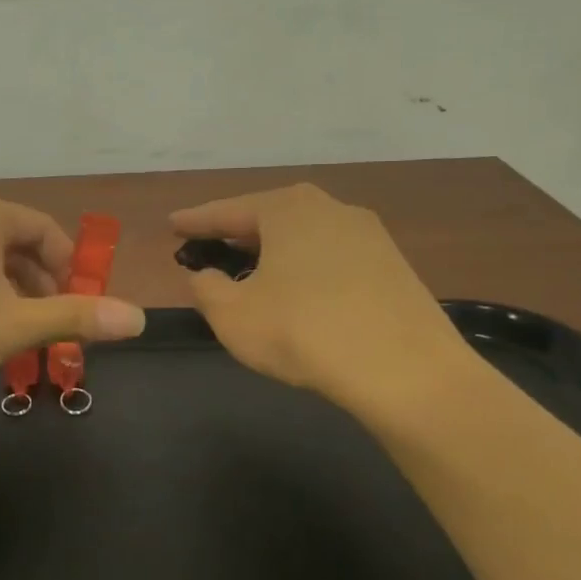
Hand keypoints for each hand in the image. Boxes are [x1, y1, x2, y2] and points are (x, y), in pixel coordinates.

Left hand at [0, 192, 146, 399]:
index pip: (47, 231)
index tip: (77, 308)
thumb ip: (76, 317)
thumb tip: (139, 317)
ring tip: (12, 335)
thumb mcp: (13, 326)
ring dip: (9, 293)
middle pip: (17, 243)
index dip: (71, 269)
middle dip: (40, 285)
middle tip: (47, 327)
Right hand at [171, 183, 479, 412]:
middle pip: (269, 217)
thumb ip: (207, 289)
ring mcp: (369, 235)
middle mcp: (330, 208)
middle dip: (237, 234)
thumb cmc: (305, 332)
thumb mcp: (234, 316)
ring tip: (253, 273)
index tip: (172, 224)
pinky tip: (300, 295)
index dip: (195, 221)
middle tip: (210, 248)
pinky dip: (306, 270)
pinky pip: (332, 258)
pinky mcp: (393, 266)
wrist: (408, 371)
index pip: (227, 211)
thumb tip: (205, 276)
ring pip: (304, 237)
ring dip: (274, 253)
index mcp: (287, 208)